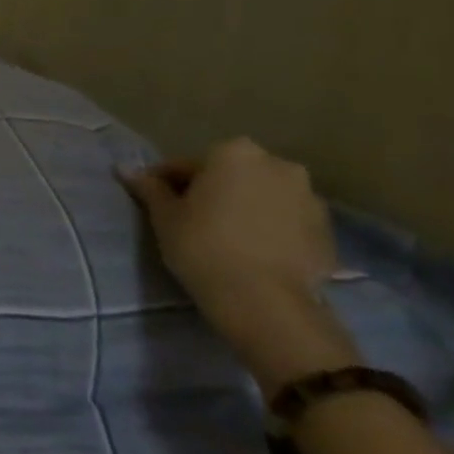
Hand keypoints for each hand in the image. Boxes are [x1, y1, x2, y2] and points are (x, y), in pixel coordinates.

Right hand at [120, 137, 357, 393]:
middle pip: (232, 174)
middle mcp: (278, 165)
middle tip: (191, 218)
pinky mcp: (327, 231)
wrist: (264, 300)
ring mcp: (309, 198)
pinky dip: (269, 228)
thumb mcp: (164, 216)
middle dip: (212, 191)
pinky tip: (252, 251)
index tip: (157, 203)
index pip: (188, 164)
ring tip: (226, 237)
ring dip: (245, 208)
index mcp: (234, 153)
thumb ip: (149, 188)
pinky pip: (287, 221)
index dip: (168, 183)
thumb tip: (125, 169)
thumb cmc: (202, 245)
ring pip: (263, 197)